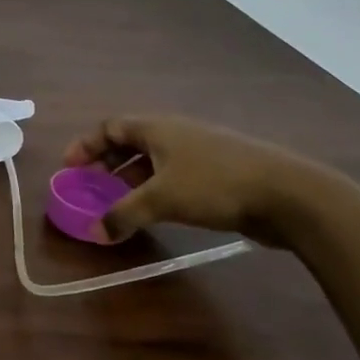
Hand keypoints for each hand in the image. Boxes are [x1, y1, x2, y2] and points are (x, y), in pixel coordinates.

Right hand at [61, 116, 329, 247]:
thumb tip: (95, 232)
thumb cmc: (215, 185)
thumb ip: (124, 214)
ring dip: (131, 180)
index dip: (86, 145)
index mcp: (158, 128)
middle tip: (91, 186)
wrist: (290, 194)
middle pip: (130, 142)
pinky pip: (174, 176)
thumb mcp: (161, 199)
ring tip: (118, 204)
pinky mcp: (219, 173)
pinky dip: (155, 189)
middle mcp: (176, 134)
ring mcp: (200, 152)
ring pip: (154, 161)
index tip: (70, 167)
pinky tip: (155, 212)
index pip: (110, 127)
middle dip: (107, 163)